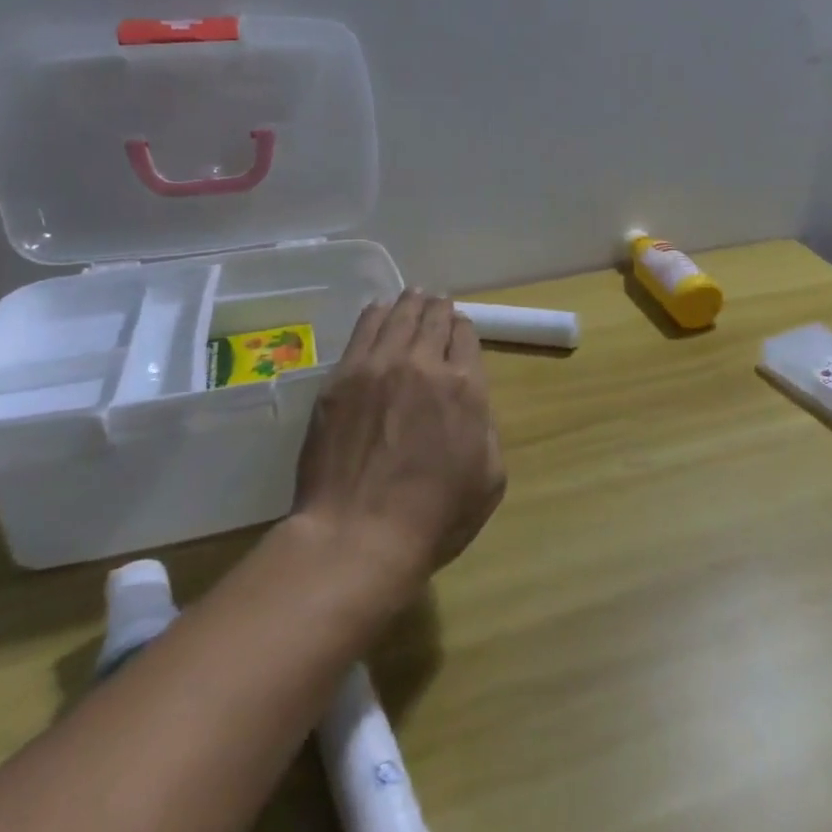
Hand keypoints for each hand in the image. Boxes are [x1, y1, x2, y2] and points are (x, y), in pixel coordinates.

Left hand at [294, 292, 505, 586]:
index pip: (466, 335)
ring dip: (410, 303)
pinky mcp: (342, 378)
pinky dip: (376, 314)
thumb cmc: (434, 517)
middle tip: (437, 304)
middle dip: (439, 308)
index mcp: (466, 387)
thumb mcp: (489, 479)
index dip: (464, 328)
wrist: (358, 535)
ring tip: (413, 296)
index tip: (458, 330)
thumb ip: (486, 428)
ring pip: (399, 315)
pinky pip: (363, 329)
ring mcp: (378, 366)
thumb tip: (473, 405)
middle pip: (434, 318)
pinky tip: (379, 310)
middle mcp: (425, 363)